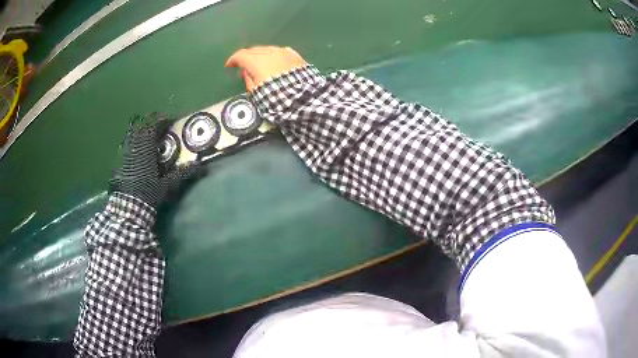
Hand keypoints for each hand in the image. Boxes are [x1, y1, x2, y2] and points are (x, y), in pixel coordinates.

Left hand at [109, 114, 199, 208]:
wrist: (128, 206)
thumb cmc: (148, 193)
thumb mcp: (167, 185)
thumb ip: (181, 173)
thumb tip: (198, 165)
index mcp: (146, 148)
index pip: (153, 125)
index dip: (162, 119)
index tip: (170, 121)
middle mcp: (134, 145)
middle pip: (141, 124)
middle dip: (152, 121)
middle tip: (161, 125)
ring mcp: (125, 151)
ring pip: (132, 131)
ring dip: (142, 129)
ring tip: (149, 134)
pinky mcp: (119, 158)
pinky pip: (127, 141)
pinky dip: (134, 139)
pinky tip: (139, 148)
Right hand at [226, 46, 306, 91]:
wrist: (303, 99)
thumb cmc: (275, 97)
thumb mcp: (256, 92)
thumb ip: (249, 79)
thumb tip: (246, 71)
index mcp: (256, 61)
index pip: (240, 55)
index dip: (233, 60)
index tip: (229, 65)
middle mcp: (269, 52)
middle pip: (254, 50)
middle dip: (246, 56)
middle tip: (243, 65)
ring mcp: (283, 52)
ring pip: (267, 49)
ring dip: (260, 54)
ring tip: (259, 63)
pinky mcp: (295, 55)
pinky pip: (280, 51)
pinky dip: (273, 55)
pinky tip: (274, 60)